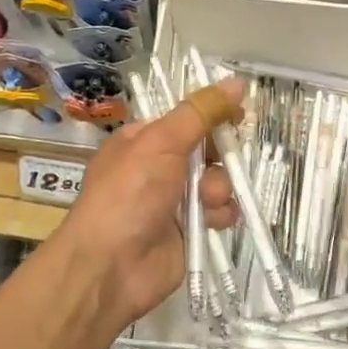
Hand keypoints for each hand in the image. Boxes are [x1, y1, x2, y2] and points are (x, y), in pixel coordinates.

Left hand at [55, 77, 241, 328]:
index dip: (212, 114)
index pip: (185, 117)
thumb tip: (236, 81)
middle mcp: (158, 167)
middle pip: (206, 148)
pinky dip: (222, 213)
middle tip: (225, 157)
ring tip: (207, 200)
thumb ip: (200, 112)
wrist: (109, 267)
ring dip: (219, 186)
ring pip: (217, 180)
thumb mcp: (161, 142)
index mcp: (143, 140)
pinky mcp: (189, 230)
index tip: (238, 113)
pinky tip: (214, 219)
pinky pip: (220, 212)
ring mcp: (174, 200)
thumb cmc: (128, 193)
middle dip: (219, 153)